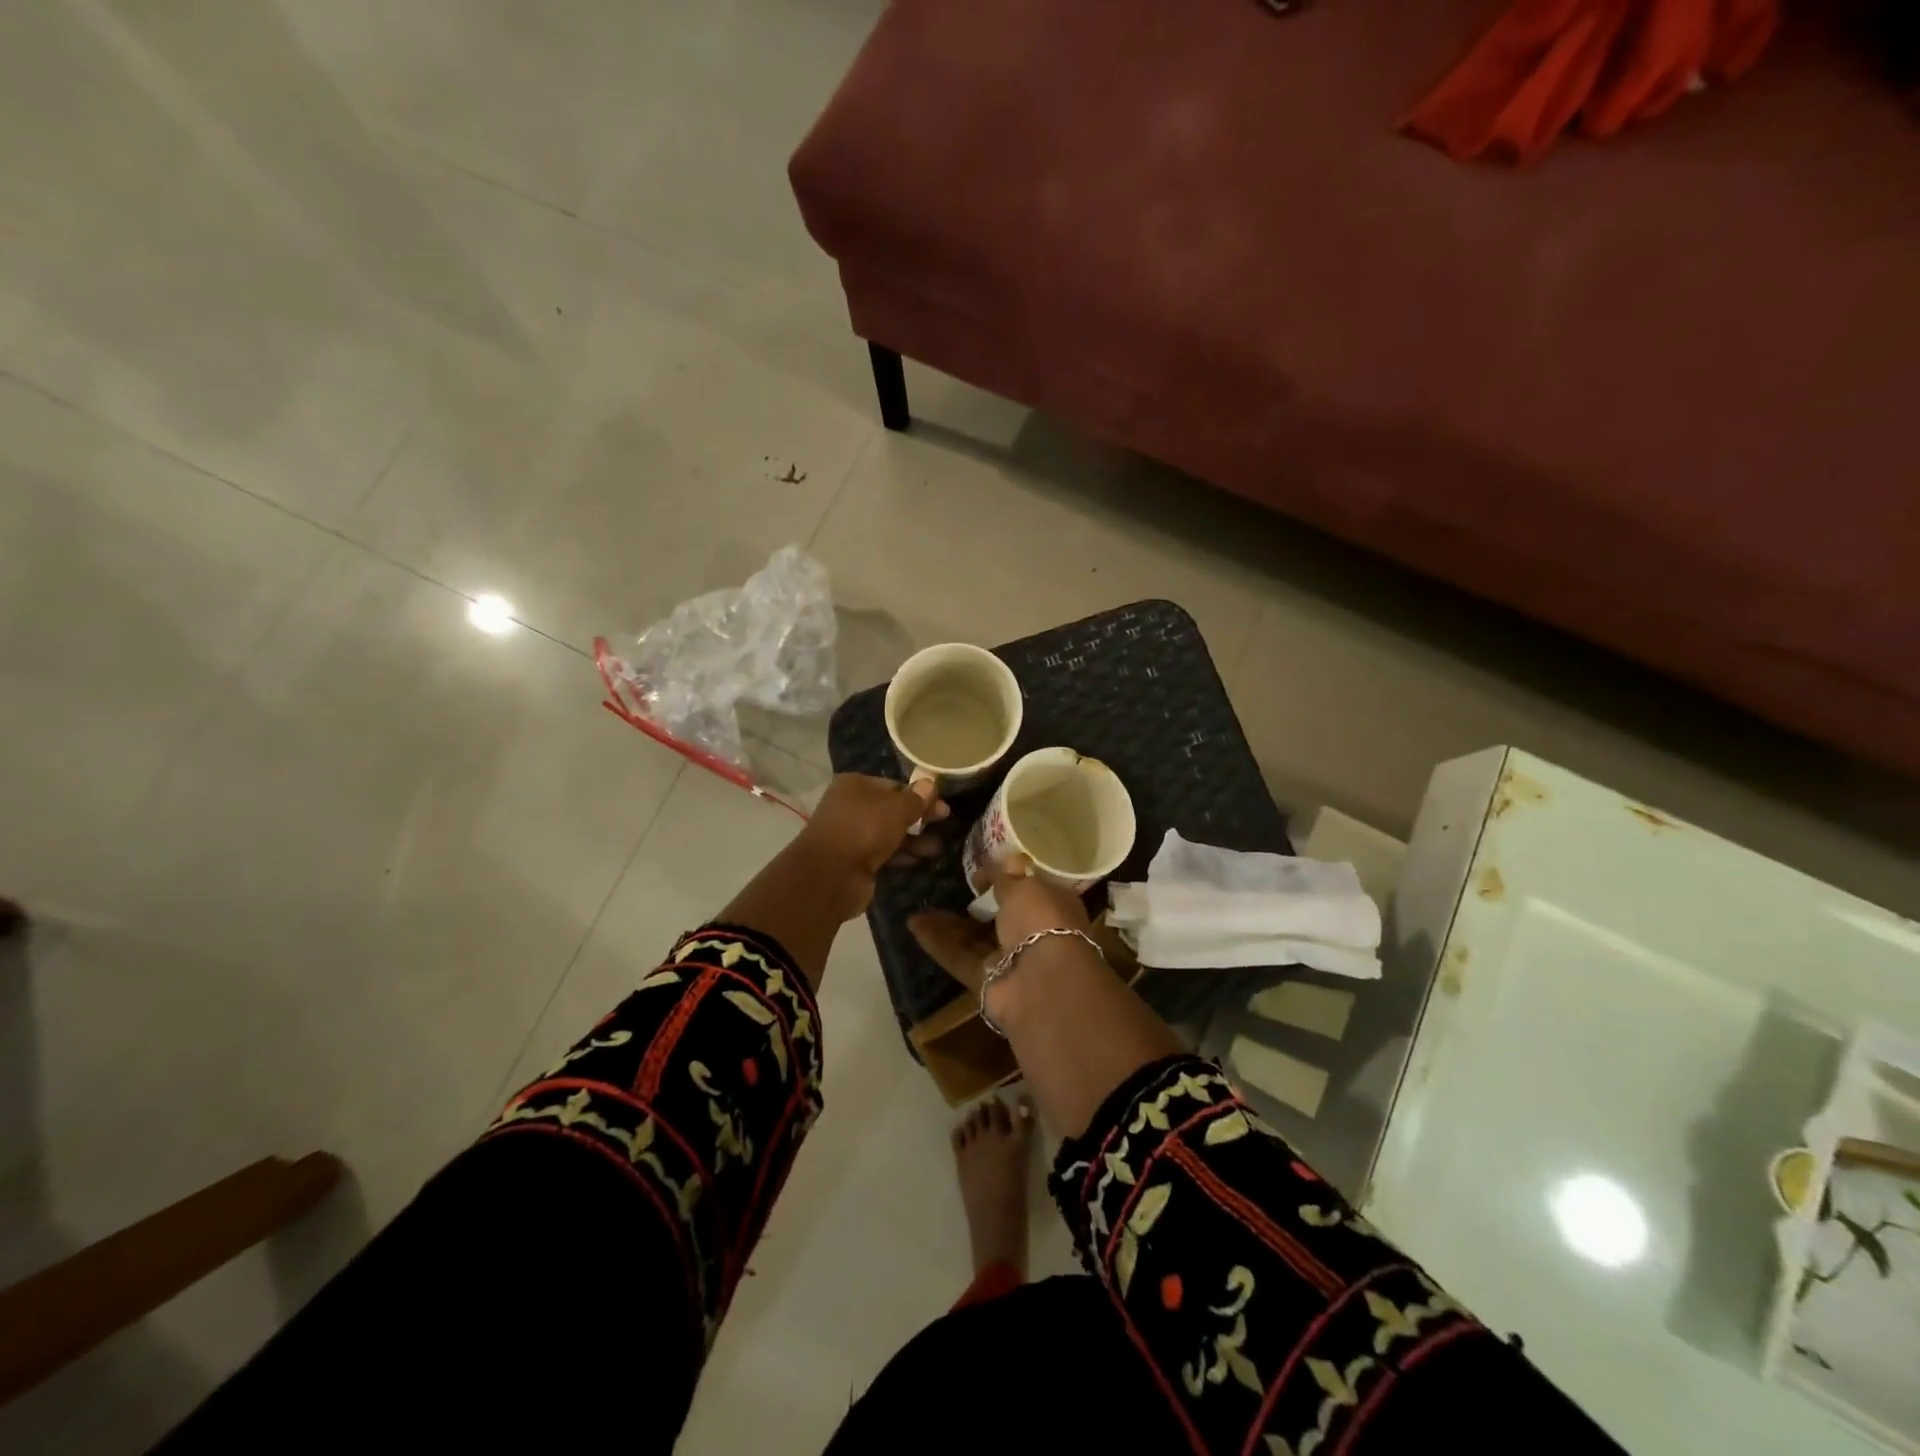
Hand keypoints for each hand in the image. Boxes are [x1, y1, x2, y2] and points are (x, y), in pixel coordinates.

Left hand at [796, 773, 947, 919]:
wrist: (830, 876)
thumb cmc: (864, 830)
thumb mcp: (896, 809)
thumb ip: (915, 799)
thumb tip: (930, 783)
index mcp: (855, 785)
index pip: (894, 785)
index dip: (919, 794)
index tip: (942, 805)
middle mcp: (851, 806)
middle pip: (892, 809)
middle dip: (919, 817)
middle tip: (945, 823)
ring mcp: (852, 834)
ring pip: (889, 832)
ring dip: (914, 839)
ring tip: (937, 848)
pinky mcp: (855, 860)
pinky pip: (884, 853)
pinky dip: (902, 855)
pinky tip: (922, 860)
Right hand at [907, 855, 1092, 1000]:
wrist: (1043, 983)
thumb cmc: (1041, 921)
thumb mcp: (1025, 888)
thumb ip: (1007, 877)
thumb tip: (1005, 861)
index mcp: (1053, 908)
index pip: (1028, 892)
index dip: (1006, 880)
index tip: (979, 872)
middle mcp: (1033, 935)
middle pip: (999, 918)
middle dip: (974, 904)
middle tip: (945, 886)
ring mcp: (1009, 961)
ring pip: (974, 939)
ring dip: (947, 924)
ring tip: (918, 906)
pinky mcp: (986, 983)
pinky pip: (959, 958)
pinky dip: (938, 943)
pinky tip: (913, 925)